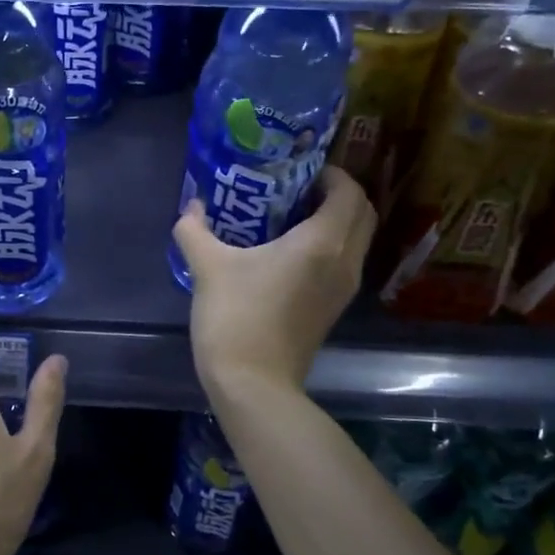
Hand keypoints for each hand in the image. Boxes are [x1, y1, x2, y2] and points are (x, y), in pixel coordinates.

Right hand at [172, 166, 373, 397]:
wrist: (253, 384)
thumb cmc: (235, 318)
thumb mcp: (208, 268)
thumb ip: (195, 230)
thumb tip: (191, 206)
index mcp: (321, 242)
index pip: (348, 191)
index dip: (330, 173)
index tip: (299, 171)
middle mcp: (344, 261)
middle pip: (362, 213)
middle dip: (339, 194)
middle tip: (299, 190)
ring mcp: (343, 289)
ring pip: (357, 240)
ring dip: (336, 221)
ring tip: (292, 218)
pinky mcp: (333, 309)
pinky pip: (344, 262)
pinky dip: (330, 247)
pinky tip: (289, 253)